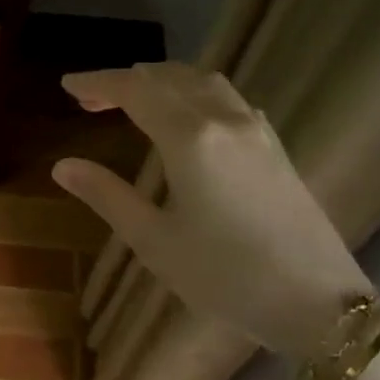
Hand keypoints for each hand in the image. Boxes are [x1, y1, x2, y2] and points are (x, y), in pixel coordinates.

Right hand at [52, 63, 369, 361]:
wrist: (316, 301)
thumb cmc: (224, 275)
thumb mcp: (154, 240)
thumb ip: (107, 195)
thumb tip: (63, 166)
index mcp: (190, 138)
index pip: (136, 90)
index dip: (98, 82)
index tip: (67, 85)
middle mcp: (225, 120)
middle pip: (169, 77)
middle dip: (125, 80)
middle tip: (89, 100)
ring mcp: (257, 131)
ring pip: (204, 82)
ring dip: (162, 82)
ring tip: (132, 101)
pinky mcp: (274, 147)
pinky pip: (227, 100)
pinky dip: (193, 94)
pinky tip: (186, 120)